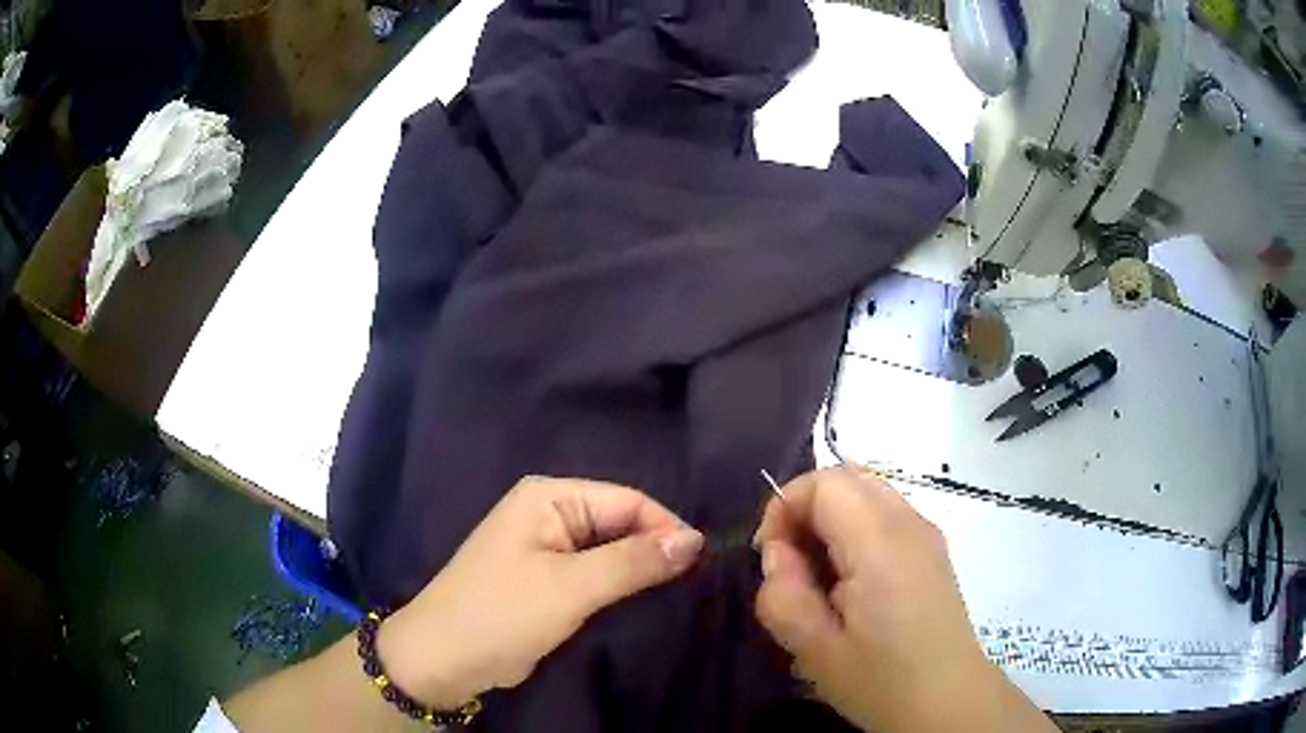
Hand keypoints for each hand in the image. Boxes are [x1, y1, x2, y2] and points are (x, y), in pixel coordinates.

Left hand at [378, 476, 703, 708]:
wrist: (445, 659)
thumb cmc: (503, 613)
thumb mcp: (571, 587)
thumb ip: (634, 561)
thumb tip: (695, 539)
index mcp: (549, 497)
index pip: (628, 500)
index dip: (667, 528)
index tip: (702, 565)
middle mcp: (550, 514)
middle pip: (620, 524)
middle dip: (654, 551)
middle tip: (692, 586)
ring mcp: (547, 548)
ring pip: (611, 551)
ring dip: (639, 572)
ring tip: (674, 595)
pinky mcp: (548, 579)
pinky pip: (596, 574)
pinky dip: (619, 587)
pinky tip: (642, 603)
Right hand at [752, 468, 1053, 732]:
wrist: (949, 701)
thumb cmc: (881, 681)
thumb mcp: (814, 650)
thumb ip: (782, 594)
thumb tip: (778, 554)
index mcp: (881, 544)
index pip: (825, 483)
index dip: (785, 507)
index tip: (772, 557)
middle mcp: (910, 523)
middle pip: (847, 477)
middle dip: (806, 508)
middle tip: (791, 564)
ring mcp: (927, 533)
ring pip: (867, 492)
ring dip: (831, 519)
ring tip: (819, 575)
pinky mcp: (933, 549)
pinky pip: (885, 514)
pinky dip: (855, 529)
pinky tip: (851, 582)